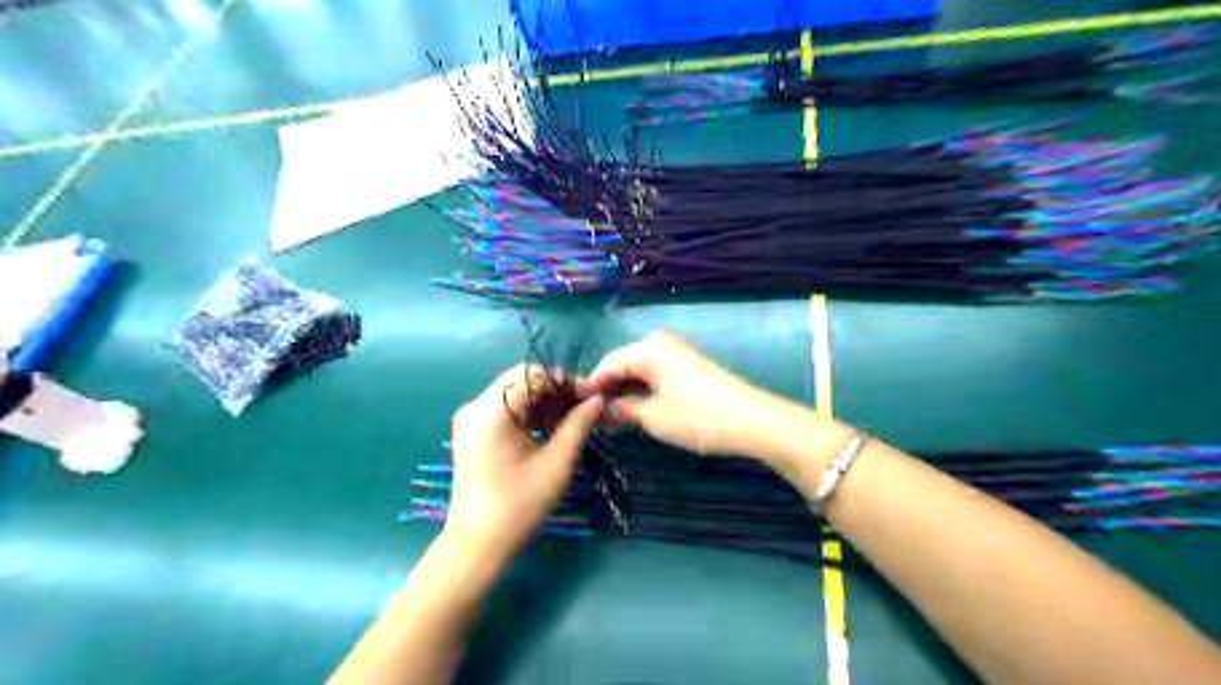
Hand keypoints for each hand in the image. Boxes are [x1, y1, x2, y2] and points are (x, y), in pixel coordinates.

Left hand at [446, 367, 602, 563]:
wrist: (477, 545)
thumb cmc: (519, 507)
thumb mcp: (556, 464)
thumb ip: (578, 425)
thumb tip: (597, 398)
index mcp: (491, 412)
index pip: (532, 375)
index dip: (565, 380)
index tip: (591, 395)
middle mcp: (475, 407)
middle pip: (521, 380)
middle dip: (555, 389)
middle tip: (585, 406)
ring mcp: (471, 418)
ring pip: (514, 393)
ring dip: (544, 400)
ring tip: (573, 417)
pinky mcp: (473, 431)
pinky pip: (505, 408)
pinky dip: (529, 412)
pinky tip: (551, 427)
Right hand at [581, 332, 849, 480]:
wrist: (753, 421)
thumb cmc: (698, 417)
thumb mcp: (654, 417)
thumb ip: (622, 410)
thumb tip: (599, 411)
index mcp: (649, 348)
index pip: (608, 363)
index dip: (590, 385)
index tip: (573, 406)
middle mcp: (661, 343)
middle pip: (623, 364)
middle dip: (607, 388)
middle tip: (590, 414)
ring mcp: (678, 354)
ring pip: (640, 370)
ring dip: (625, 391)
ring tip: (609, 416)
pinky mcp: (689, 367)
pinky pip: (655, 374)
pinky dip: (642, 390)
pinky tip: (634, 409)